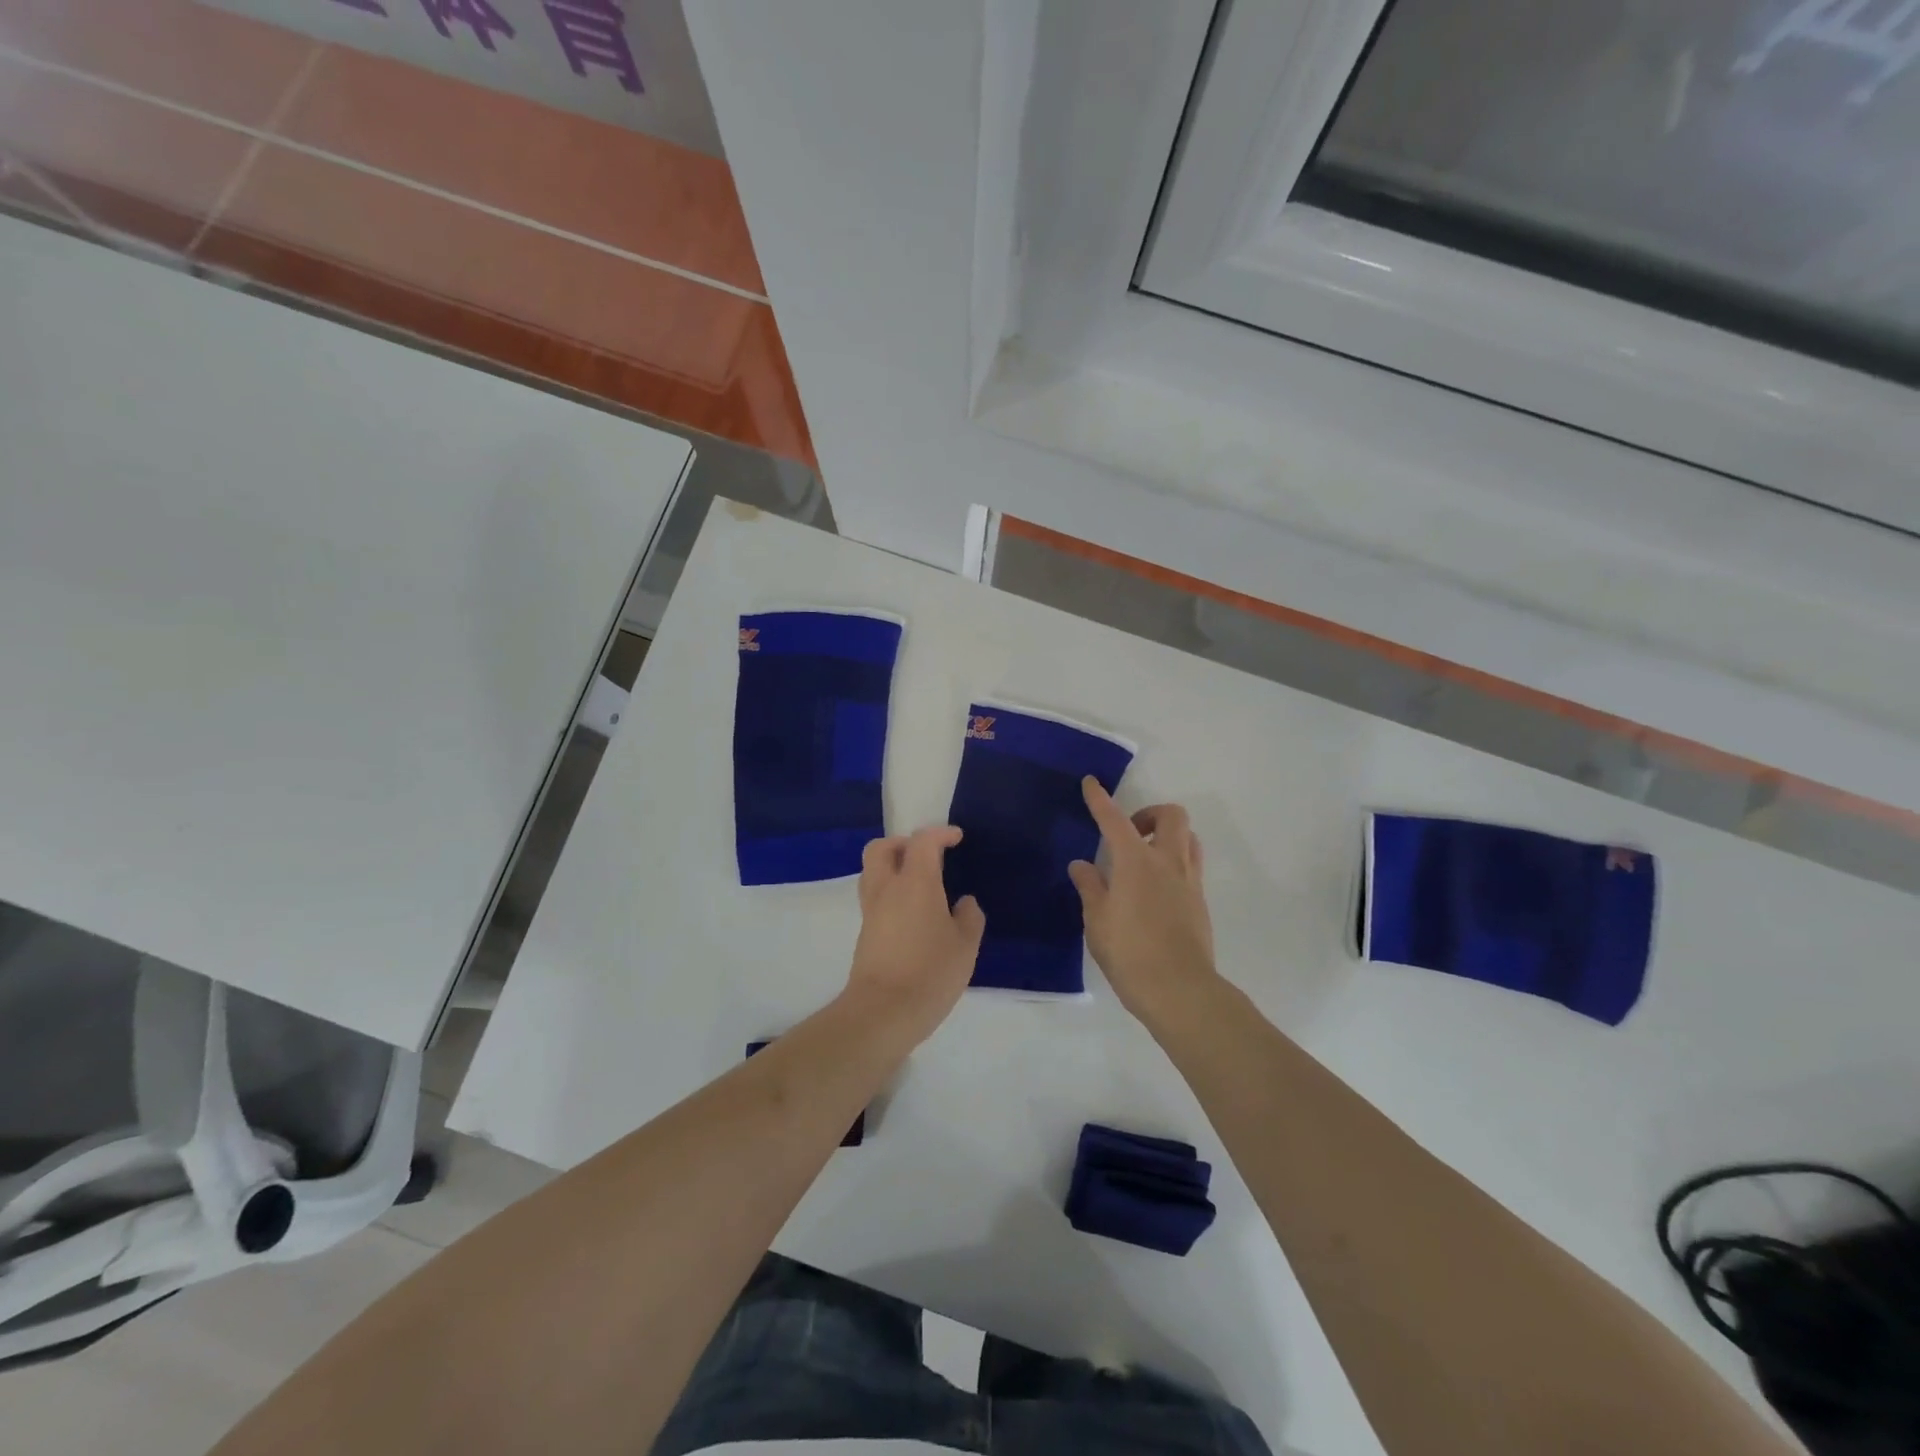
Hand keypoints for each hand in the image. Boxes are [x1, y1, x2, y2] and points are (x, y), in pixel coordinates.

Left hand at [844, 825, 985, 1050]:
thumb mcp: (965, 946)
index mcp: (915, 882)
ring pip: (872, 872)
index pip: (922, 842)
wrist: (883, 1012)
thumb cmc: (930, 973)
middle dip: (902, 843)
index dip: (940, 834)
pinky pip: (874, 898)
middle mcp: (887, 889)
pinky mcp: (865, 933)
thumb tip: (964, 903)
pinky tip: (912, 914)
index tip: (956, 838)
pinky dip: (890, 893)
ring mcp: (871, 911)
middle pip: (881, 848)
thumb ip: (969, 918)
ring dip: (892, 867)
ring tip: (919, 884)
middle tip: (927, 856)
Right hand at [1069, 778, 1217, 1028]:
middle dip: (1149, 814)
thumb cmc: (1129, 952)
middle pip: (1171, 816)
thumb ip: (1090, 887)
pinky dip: (1174, 861)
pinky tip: (1155, 888)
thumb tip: (1082, 865)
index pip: (1114, 819)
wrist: (1179, 990)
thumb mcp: (1097, 920)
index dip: (1100, 799)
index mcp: (1136, 861)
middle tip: (1129, 832)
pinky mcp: (1200, 902)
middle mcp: (1167, 862)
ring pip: (1188, 838)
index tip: (1091, 783)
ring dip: (1167, 835)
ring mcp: (1189, 881)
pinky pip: (1191, 865)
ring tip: (1144, 857)